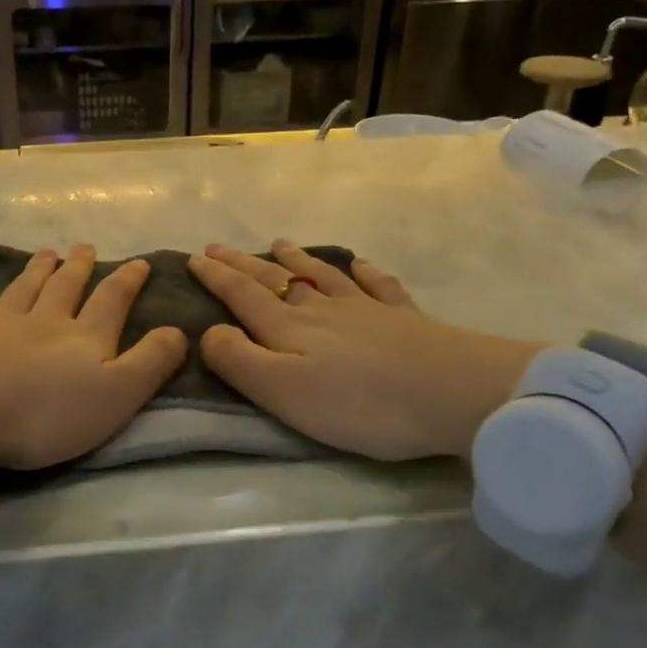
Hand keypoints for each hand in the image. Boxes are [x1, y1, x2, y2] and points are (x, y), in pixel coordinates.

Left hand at [0, 245, 186, 469]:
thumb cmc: (48, 413)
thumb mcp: (117, 394)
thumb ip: (150, 362)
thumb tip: (178, 329)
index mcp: (84, 336)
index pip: (112, 299)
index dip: (128, 280)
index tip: (139, 262)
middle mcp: (44, 321)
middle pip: (64, 287)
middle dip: (78, 267)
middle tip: (84, 247)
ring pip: (23, 290)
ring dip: (37, 270)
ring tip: (46, 253)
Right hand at [188, 243, 539, 460]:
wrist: (453, 393)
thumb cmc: (359, 402)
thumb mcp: (281, 391)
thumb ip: (238, 360)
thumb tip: (209, 331)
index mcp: (288, 327)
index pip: (243, 294)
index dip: (216, 277)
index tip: (193, 258)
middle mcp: (322, 309)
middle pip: (276, 279)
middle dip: (243, 263)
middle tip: (219, 246)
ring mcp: (367, 309)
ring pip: (323, 275)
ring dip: (297, 260)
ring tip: (279, 245)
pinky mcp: (406, 319)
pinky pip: (379, 285)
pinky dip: (365, 272)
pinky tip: (360, 264)